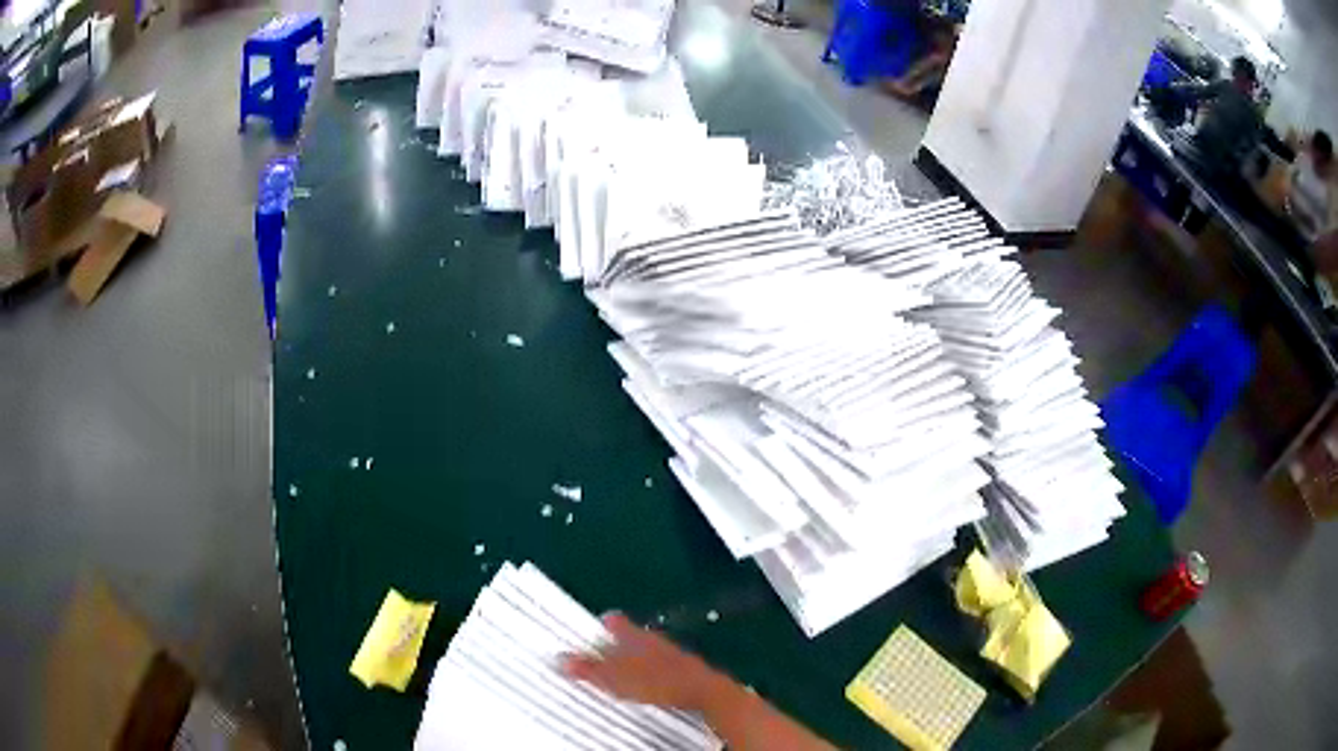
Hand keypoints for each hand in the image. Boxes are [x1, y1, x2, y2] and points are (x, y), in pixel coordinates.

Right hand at [561, 612, 713, 709]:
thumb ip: (588, 669)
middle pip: (630, 634)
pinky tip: (646, 679)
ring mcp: (669, 652)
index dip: (602, 624)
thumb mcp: (616, 679)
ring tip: (621, 666)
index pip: (614, 622)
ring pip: (645, 648)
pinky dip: (648, 667)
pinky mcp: (681, 666)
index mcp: (634, 636)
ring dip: (633, 655)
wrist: (703, 691)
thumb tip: (560, 659)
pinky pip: (658, 661)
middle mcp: (652, 639)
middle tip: (600, 649)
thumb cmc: (657, 682)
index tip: (593, 626)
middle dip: (615, 641)